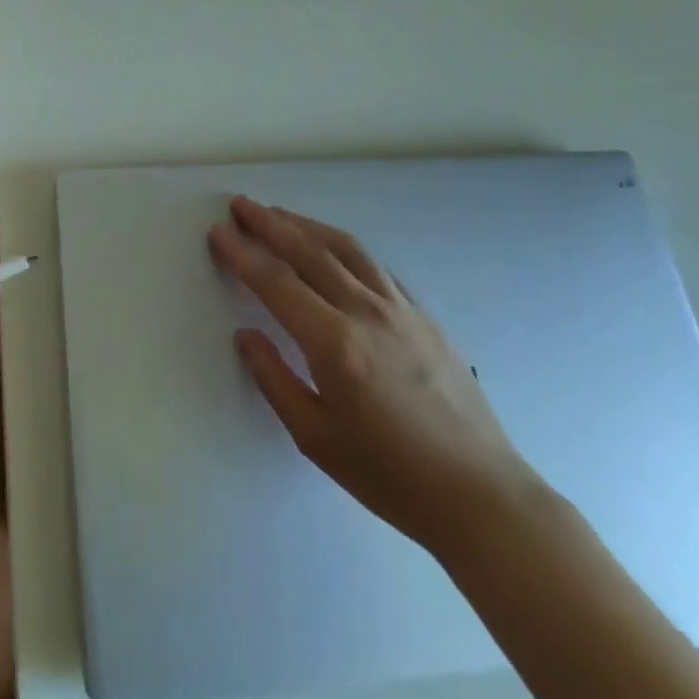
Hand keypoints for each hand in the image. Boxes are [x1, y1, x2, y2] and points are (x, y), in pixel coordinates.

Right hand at [209, 196, 544, 559]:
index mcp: (335, 343)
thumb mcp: (315, 437)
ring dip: (307, 225)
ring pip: (346, 249)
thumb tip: (246, 335)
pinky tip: (333, 249)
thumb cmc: (389, 475)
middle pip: (309, 251)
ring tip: (279, 213)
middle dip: (269, 223)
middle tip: (240, 204)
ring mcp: (401, 309)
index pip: (276, 282)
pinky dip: (344, 247)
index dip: (242, 253)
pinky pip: (376, 267)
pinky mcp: (425, 315)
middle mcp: (367, 312)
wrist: (479, 495)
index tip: (218, 231)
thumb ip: (274, 379)